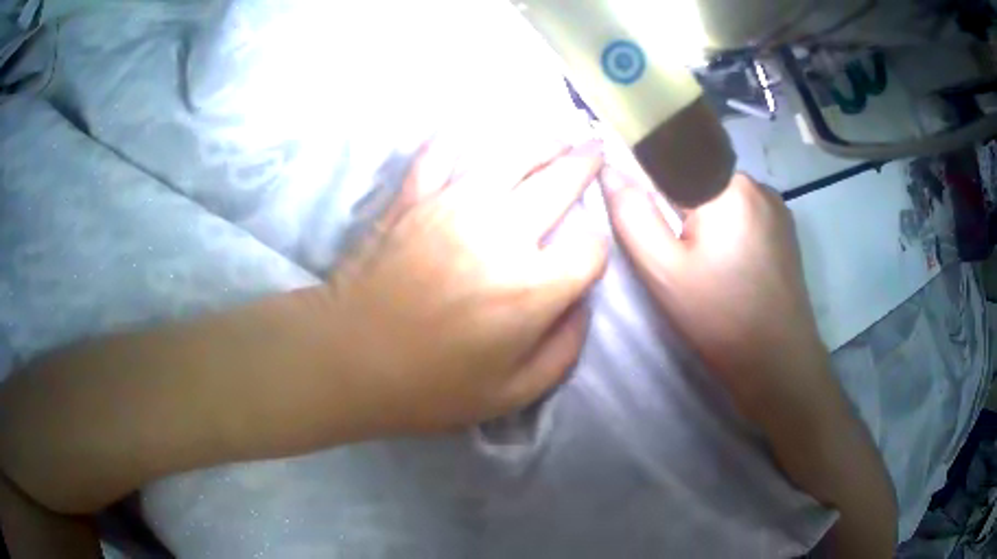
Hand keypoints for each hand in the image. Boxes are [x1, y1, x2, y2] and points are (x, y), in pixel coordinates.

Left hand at [324, 139, 607, 435]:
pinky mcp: (413, 198)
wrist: (348, 358)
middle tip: (595, 149)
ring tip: (557, 134)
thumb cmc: (429, 386)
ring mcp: (452, 206)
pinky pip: (440, 153)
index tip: (586, 253)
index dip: (596, 249)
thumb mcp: (511, 394)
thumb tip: (583, 305)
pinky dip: (457, 138)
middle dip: (586, 165)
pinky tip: (473, 131)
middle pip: (559, 182)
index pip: (590, 248)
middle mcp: (501, 233)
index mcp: (530, 288)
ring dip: (542, 140)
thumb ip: (563, 351)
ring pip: (511, 155)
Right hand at [604, 172, 828, 424]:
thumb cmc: (719, 317)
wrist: (778, 360)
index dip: (642, 169)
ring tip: (698, 256)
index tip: (634, 200)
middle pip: (697, 171)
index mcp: (723, 185)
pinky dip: (724, 218)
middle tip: (668, 242)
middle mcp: (753, 181)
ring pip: (719, 189)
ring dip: (700, 208)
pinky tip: (726, 257)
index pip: (669, 152)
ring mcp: (774, 202)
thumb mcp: (663, 271)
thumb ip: (632, 214)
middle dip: (673, 195)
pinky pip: (742, 206)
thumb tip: (609, 169)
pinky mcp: (783, 224)